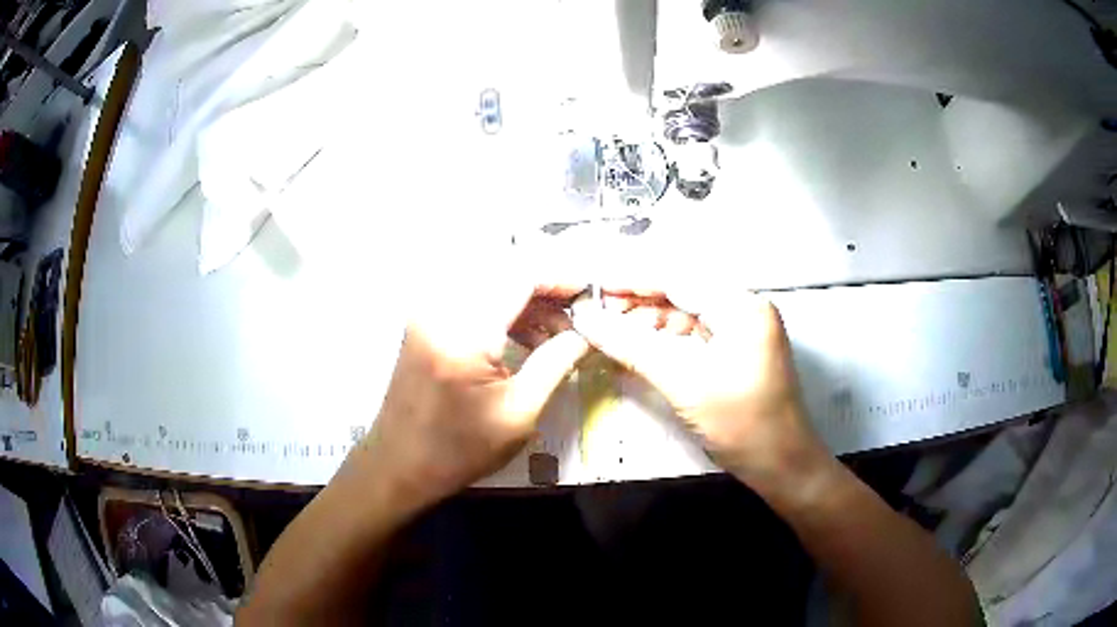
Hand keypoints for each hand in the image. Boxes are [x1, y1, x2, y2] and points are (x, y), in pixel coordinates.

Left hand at [355, 281, 588, 513]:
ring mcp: (429, 310)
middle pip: (505, 269)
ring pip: (491, 279)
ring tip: (556, 333)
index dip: (562, 277)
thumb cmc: (460, 449)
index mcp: (464, 330)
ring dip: (528, 297)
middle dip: (548, 286)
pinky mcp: (427, 319)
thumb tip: (589, 331)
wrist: (399, 464)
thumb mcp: (520, 412)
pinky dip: (505, 307)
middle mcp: (441, 306)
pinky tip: (526, 336)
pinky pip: (474, 295)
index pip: (521, 274)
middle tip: (578, 315)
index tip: (592, 294)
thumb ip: (557, 361)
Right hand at [571, 289, 830, 496]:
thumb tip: (585, 319)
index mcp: (742, 306)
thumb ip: (633, 347)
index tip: (592, 288)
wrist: (783, 467)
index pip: (679, 280)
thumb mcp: (685, 383)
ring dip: (648, 324)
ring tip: (609, 333)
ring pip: (685, 317)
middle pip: (682, 296)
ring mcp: (742, 333)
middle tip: (595, 316)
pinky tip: (636, 348)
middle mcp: (744, 310)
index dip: (632, 282)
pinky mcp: (735, 355)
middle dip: (639, 304)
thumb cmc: (742, 423)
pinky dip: (664, 342)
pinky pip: (693, 338)